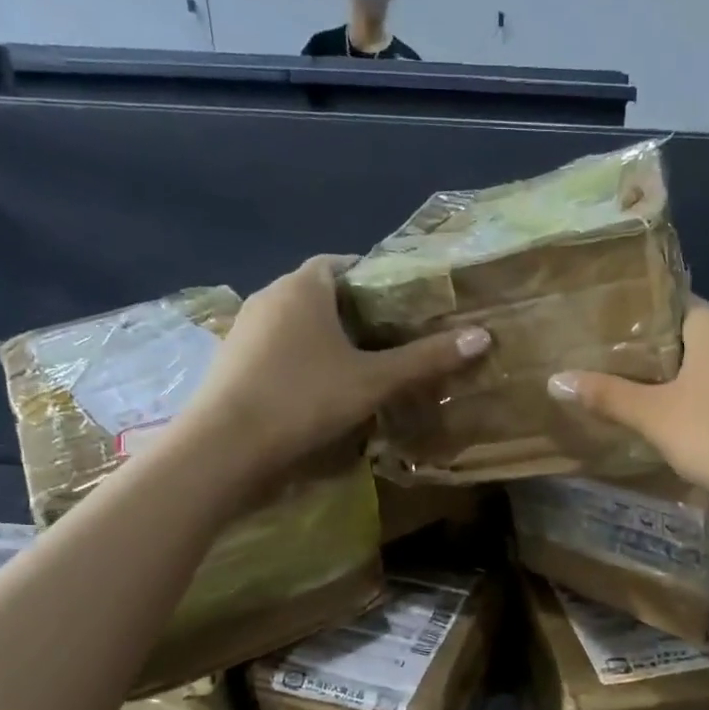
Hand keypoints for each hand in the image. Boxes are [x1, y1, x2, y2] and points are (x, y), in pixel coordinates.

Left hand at [190, 256, 489, 473]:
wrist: (225, 446)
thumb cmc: (304, 398)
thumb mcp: (374, 380)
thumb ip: (425, 359)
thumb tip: (483, 336)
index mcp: (304, 286)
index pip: (344, 263)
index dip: (376, 278)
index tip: (403, 305)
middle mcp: (270, 296)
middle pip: (321, 293)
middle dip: (356, 313)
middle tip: (392, 340)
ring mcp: (246, 329)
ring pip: (298, 324)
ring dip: (327, 339)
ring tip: (362, 367)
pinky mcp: (233, 361)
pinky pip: (278, 349)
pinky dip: (302, 360)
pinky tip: (320, 390)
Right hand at [547, 304, 708, 507]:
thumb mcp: (655, 419)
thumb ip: (606, 396)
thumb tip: (554, 379)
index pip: (670, 307)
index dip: (641, 329)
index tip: (615, 353)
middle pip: (697, 336)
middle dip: (667, 359)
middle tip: (632, 388)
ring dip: (699, 382)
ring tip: (667, 412)